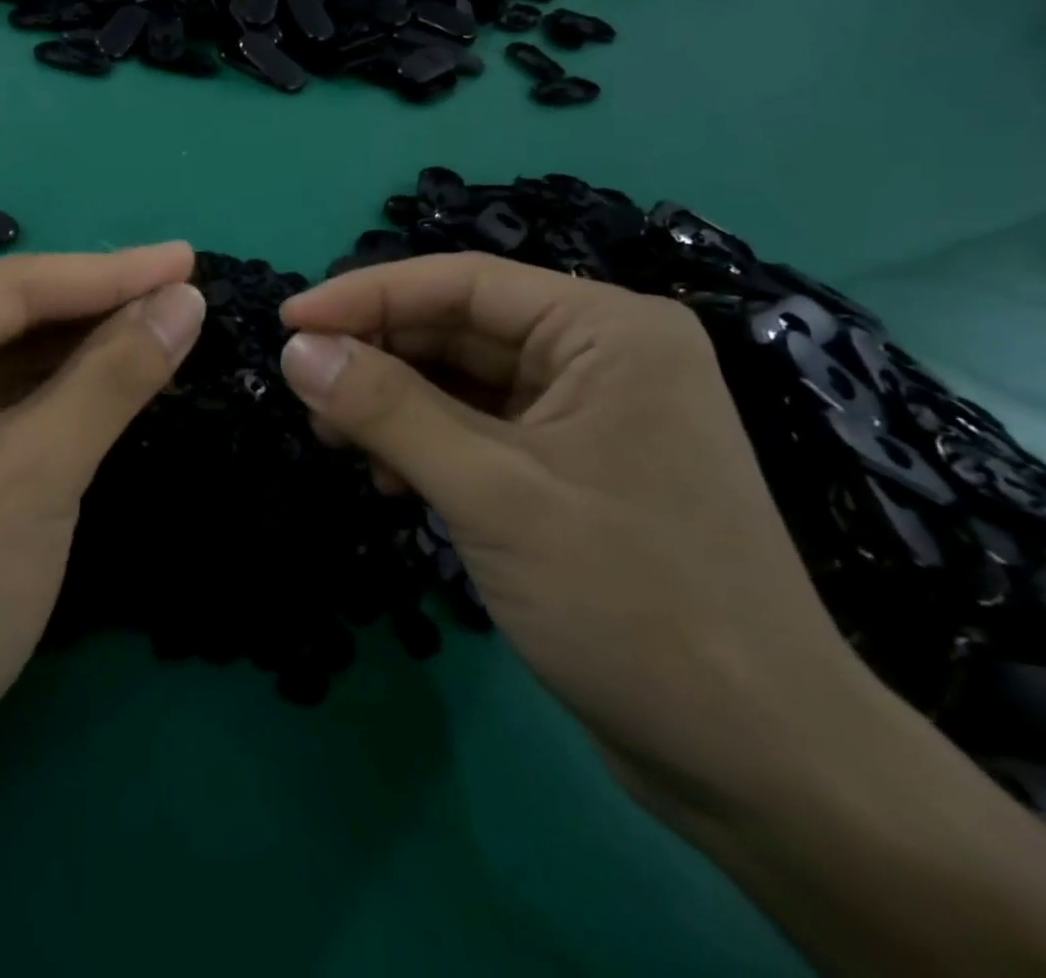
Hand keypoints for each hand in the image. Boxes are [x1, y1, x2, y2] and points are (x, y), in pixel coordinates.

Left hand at [0, 245, 204, 811]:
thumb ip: (116, 374)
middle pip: (11, 313)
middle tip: (189, 294)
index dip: (117, 273)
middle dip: (103, 310)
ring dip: (84, 349)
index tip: (192, 258)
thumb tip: (184, 300)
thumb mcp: (40, 472)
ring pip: (6, 352)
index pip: (21, 285)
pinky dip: (53, 389)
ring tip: (167, 327)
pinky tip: (111, 376)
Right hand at [276, 253, 876, 825]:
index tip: (287, 323)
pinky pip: (477, 427)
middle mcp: (601, 355)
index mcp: (606, 330)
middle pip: (458, 327)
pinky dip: (425, 443)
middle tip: (305, 391)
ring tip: (336, 439)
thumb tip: (296, 350)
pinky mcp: (572, 467)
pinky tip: (393, 478)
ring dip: (393, 403)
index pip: (461, 282)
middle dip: (377, 355)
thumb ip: (387, 409)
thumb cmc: (631, 603)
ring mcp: (588, 413)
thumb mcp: (491, 492)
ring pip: (461, 379)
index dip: (365, 295)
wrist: (758, 762)